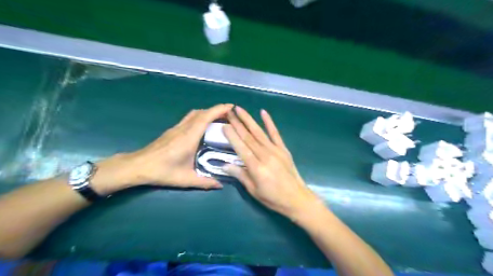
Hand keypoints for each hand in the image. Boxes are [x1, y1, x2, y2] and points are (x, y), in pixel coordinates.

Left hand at [96, 103, 232, 193]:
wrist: (137, 166)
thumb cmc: (162, 172)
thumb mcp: (185, 179)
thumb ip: (205, 182)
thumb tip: (220, 185)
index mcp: (189, 138)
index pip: (205, 117)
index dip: (219, 110)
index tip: (231, 106)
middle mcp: (183, 129)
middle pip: (201, 112)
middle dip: (216, 110)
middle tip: (229, 115)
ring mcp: (176, 128)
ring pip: (194, 114)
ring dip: (207, 112)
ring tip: (218, 119)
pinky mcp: (172, 131)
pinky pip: (189, 118)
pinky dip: (200, 117)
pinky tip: (203, 127)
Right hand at [222, 107, 323, 220]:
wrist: (297, 199)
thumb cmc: (273, 198)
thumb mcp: (254, 191)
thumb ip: (240, 175)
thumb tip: (224, 165)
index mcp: (257, 168)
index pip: (241, 148)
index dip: (232, 136)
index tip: (224, 125)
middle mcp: (265, 156)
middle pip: (248, 137)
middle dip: (237, 124)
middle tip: (228, 112)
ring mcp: (276, 151)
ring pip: (259, 132)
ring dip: (249, 120)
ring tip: (239, 109)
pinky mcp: (283, 149)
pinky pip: (275, 134)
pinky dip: (269, 122)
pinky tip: (263, 112)